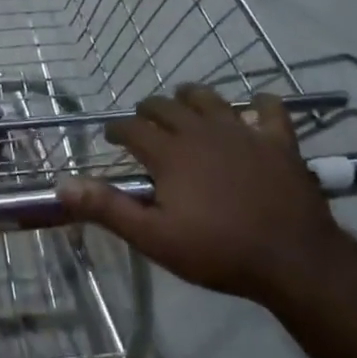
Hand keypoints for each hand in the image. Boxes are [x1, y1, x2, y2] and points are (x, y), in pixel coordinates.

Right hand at [57, 85, 340, 306]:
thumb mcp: (154, 238)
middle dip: (149, 110)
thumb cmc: (218, 252)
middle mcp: (200, 131)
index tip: (111, 136)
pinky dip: (260, 105)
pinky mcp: (278, 141)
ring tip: (184, 104)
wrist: (293, 260)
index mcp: (169, 153)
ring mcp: (242, 132)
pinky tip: (256, 108)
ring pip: (209, 98)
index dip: (117, 129)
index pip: (132, 128)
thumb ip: (108, 208)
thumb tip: (62, 184)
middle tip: (144, 122)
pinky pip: (270, 110)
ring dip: (191, 97)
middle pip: (166, 106)